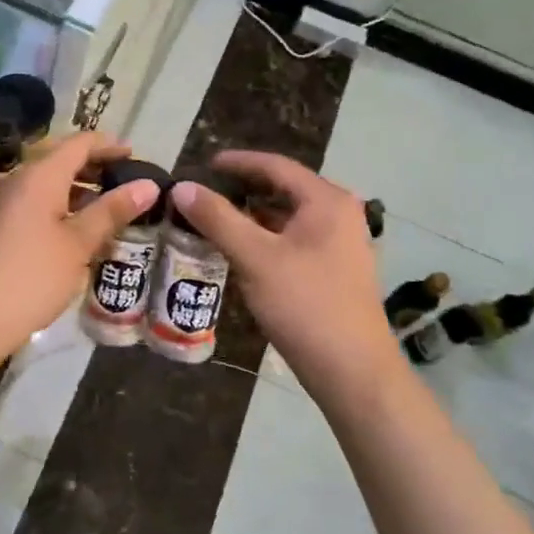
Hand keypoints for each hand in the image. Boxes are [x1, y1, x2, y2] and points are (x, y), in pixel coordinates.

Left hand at [0, 132, 160, 366]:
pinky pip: (40, 204)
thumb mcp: (79, 243)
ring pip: (52, 185)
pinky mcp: (2, 227)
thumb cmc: (32, 275)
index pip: (80, 143)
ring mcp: (8, 204)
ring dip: (83, 191)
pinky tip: (85, 233)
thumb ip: (112, 211)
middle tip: (133, 185)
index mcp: (40, 175)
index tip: (139, 158)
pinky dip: (66, 209)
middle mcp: (20, 180)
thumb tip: (149, 185)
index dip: (110, 146)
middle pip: (64, 161)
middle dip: (98, 168)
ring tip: (116, 211)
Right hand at [171, 151, 403, 405]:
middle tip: (204, 191)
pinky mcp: (334, 269)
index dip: (238, 162)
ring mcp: (340, 243)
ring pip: (287, 217)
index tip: (204, 163)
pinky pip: (293, 239)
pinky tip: (240, 250)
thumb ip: (217, 219)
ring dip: (252, 215)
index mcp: (327, 201)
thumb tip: (182, 187)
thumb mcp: (255, 258)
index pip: (276, 166)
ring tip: (214, 218)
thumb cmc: (305, 305)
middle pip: (284, 189)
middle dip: (243, 188)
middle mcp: (339, 214)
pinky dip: (265, 237)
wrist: (352, 370)